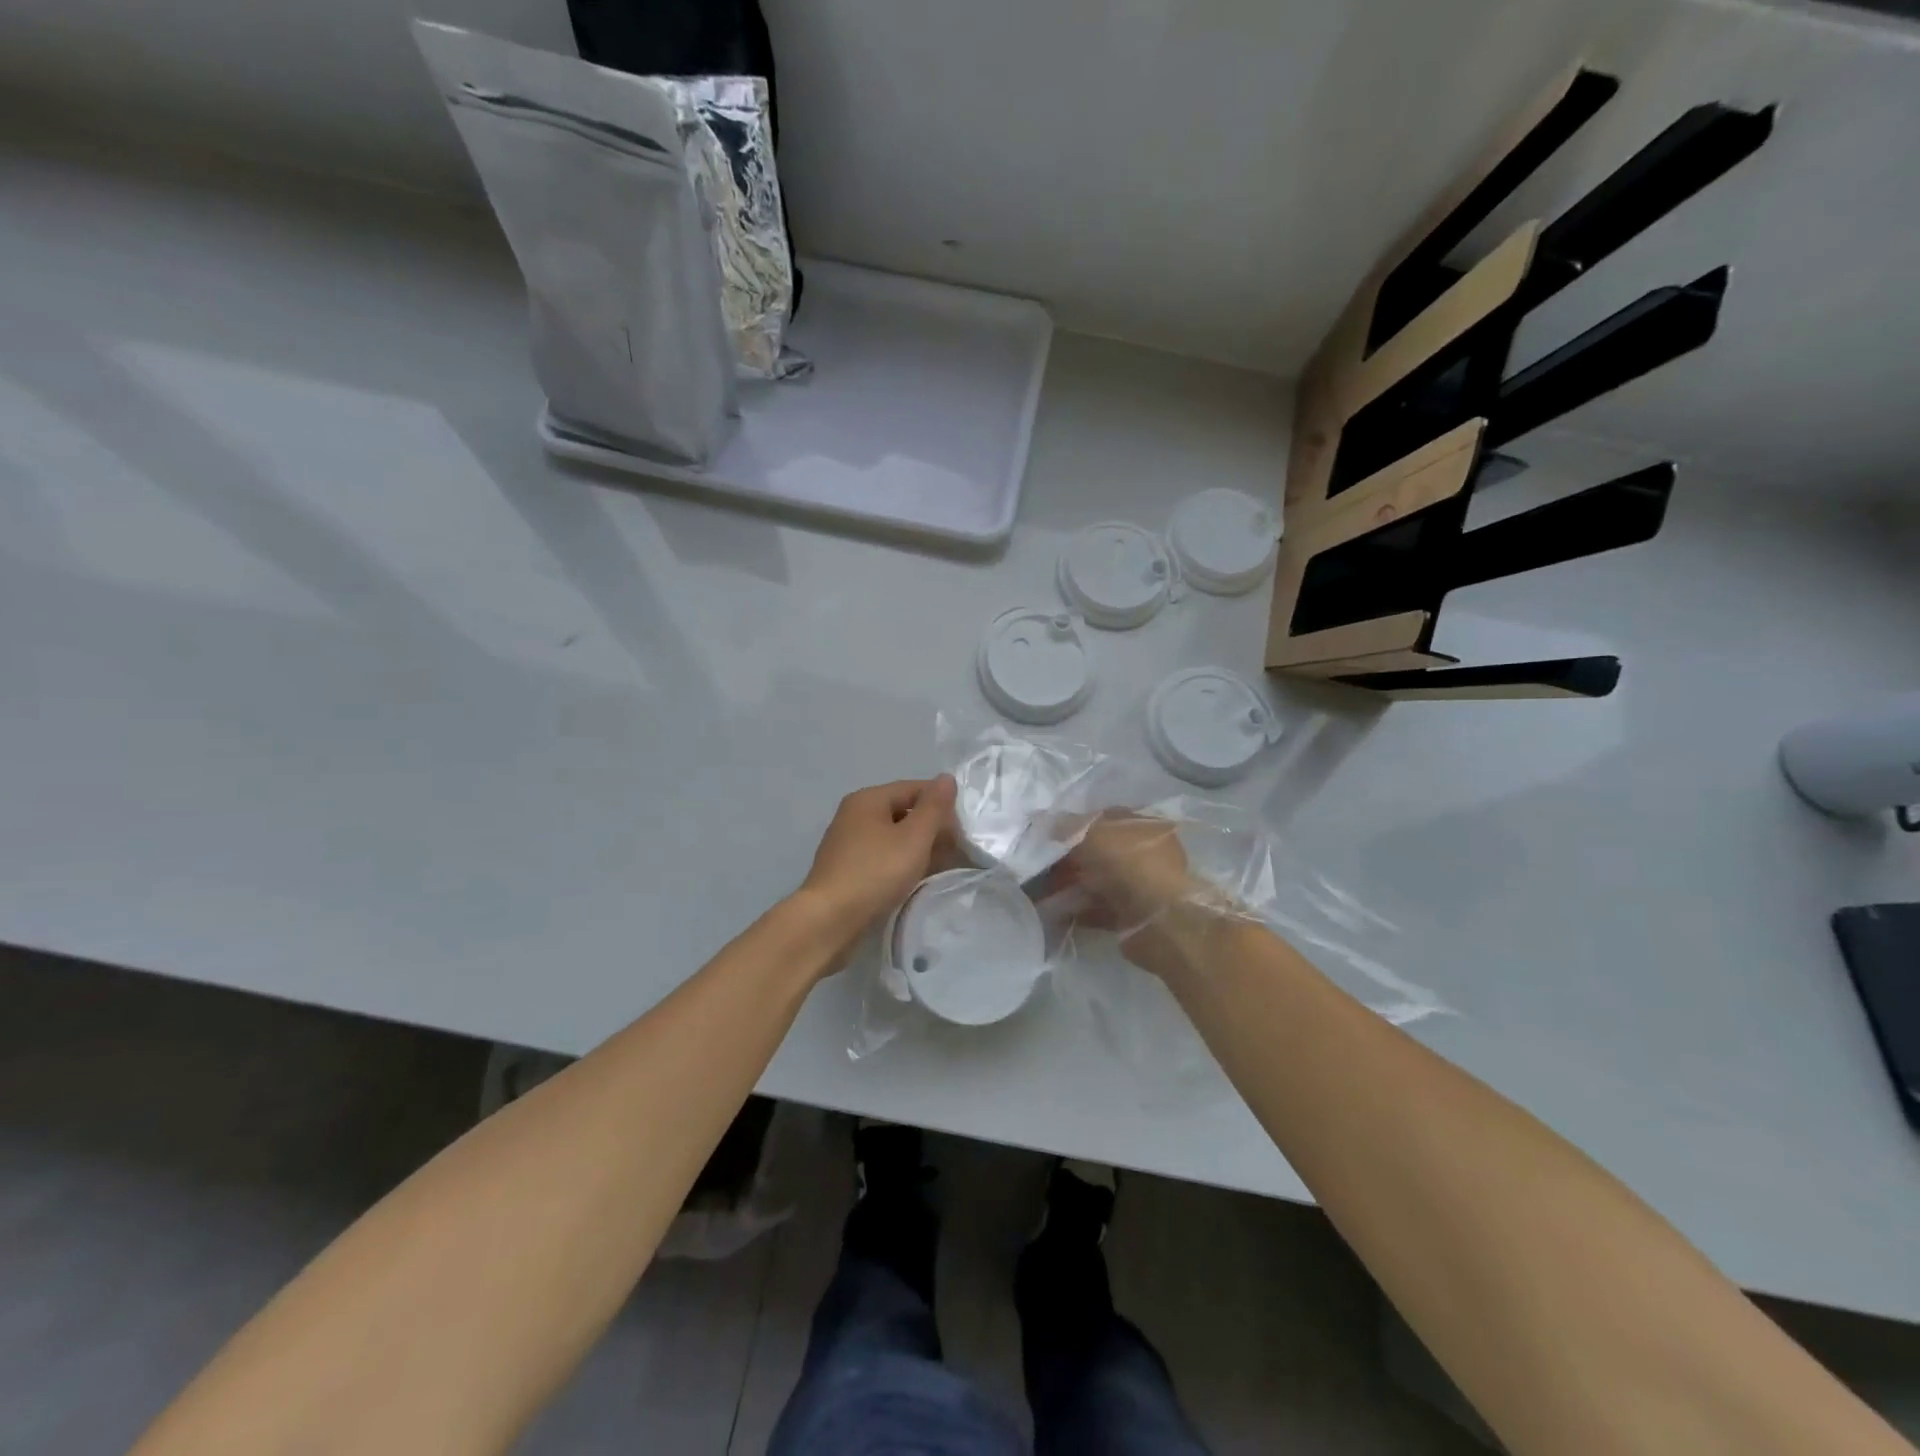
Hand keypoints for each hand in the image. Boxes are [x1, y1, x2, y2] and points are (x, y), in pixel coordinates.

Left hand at [797, 776, 958, 955]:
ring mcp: (847, 843)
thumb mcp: (913, 838)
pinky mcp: (846, 869)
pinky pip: (881, 857)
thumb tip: (947, 778)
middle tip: (956, 850)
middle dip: (931, 828)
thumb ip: (934, 807)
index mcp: (868, 799)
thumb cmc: (875, 872)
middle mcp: (854, 814)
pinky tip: (913, 879)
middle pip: (902, 812)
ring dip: (917, 848)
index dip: (941, 804)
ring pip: (892, 836)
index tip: (963, 828)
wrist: (829, 920)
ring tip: (940, 867)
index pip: (914, 788)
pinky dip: (900, 863)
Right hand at [1047, 811, 1220, 976]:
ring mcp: (1141, 885)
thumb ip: (1066, 825)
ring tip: (1044, 892)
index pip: (1103, 818)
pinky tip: (1058, 912)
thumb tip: (1043, 820)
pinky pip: (1100, 908)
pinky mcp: (1133, 915)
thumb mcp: (1092, 833)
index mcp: (1143, 825)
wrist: (1159, 920)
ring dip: (1072, 885)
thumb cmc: (1128, 864)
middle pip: (1099, 851)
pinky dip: (1080, 909)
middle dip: (1069, 858)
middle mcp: (1145, 853)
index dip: (1074, 825)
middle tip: (1042, 867)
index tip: (1048, 836)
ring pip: (1098, 880)